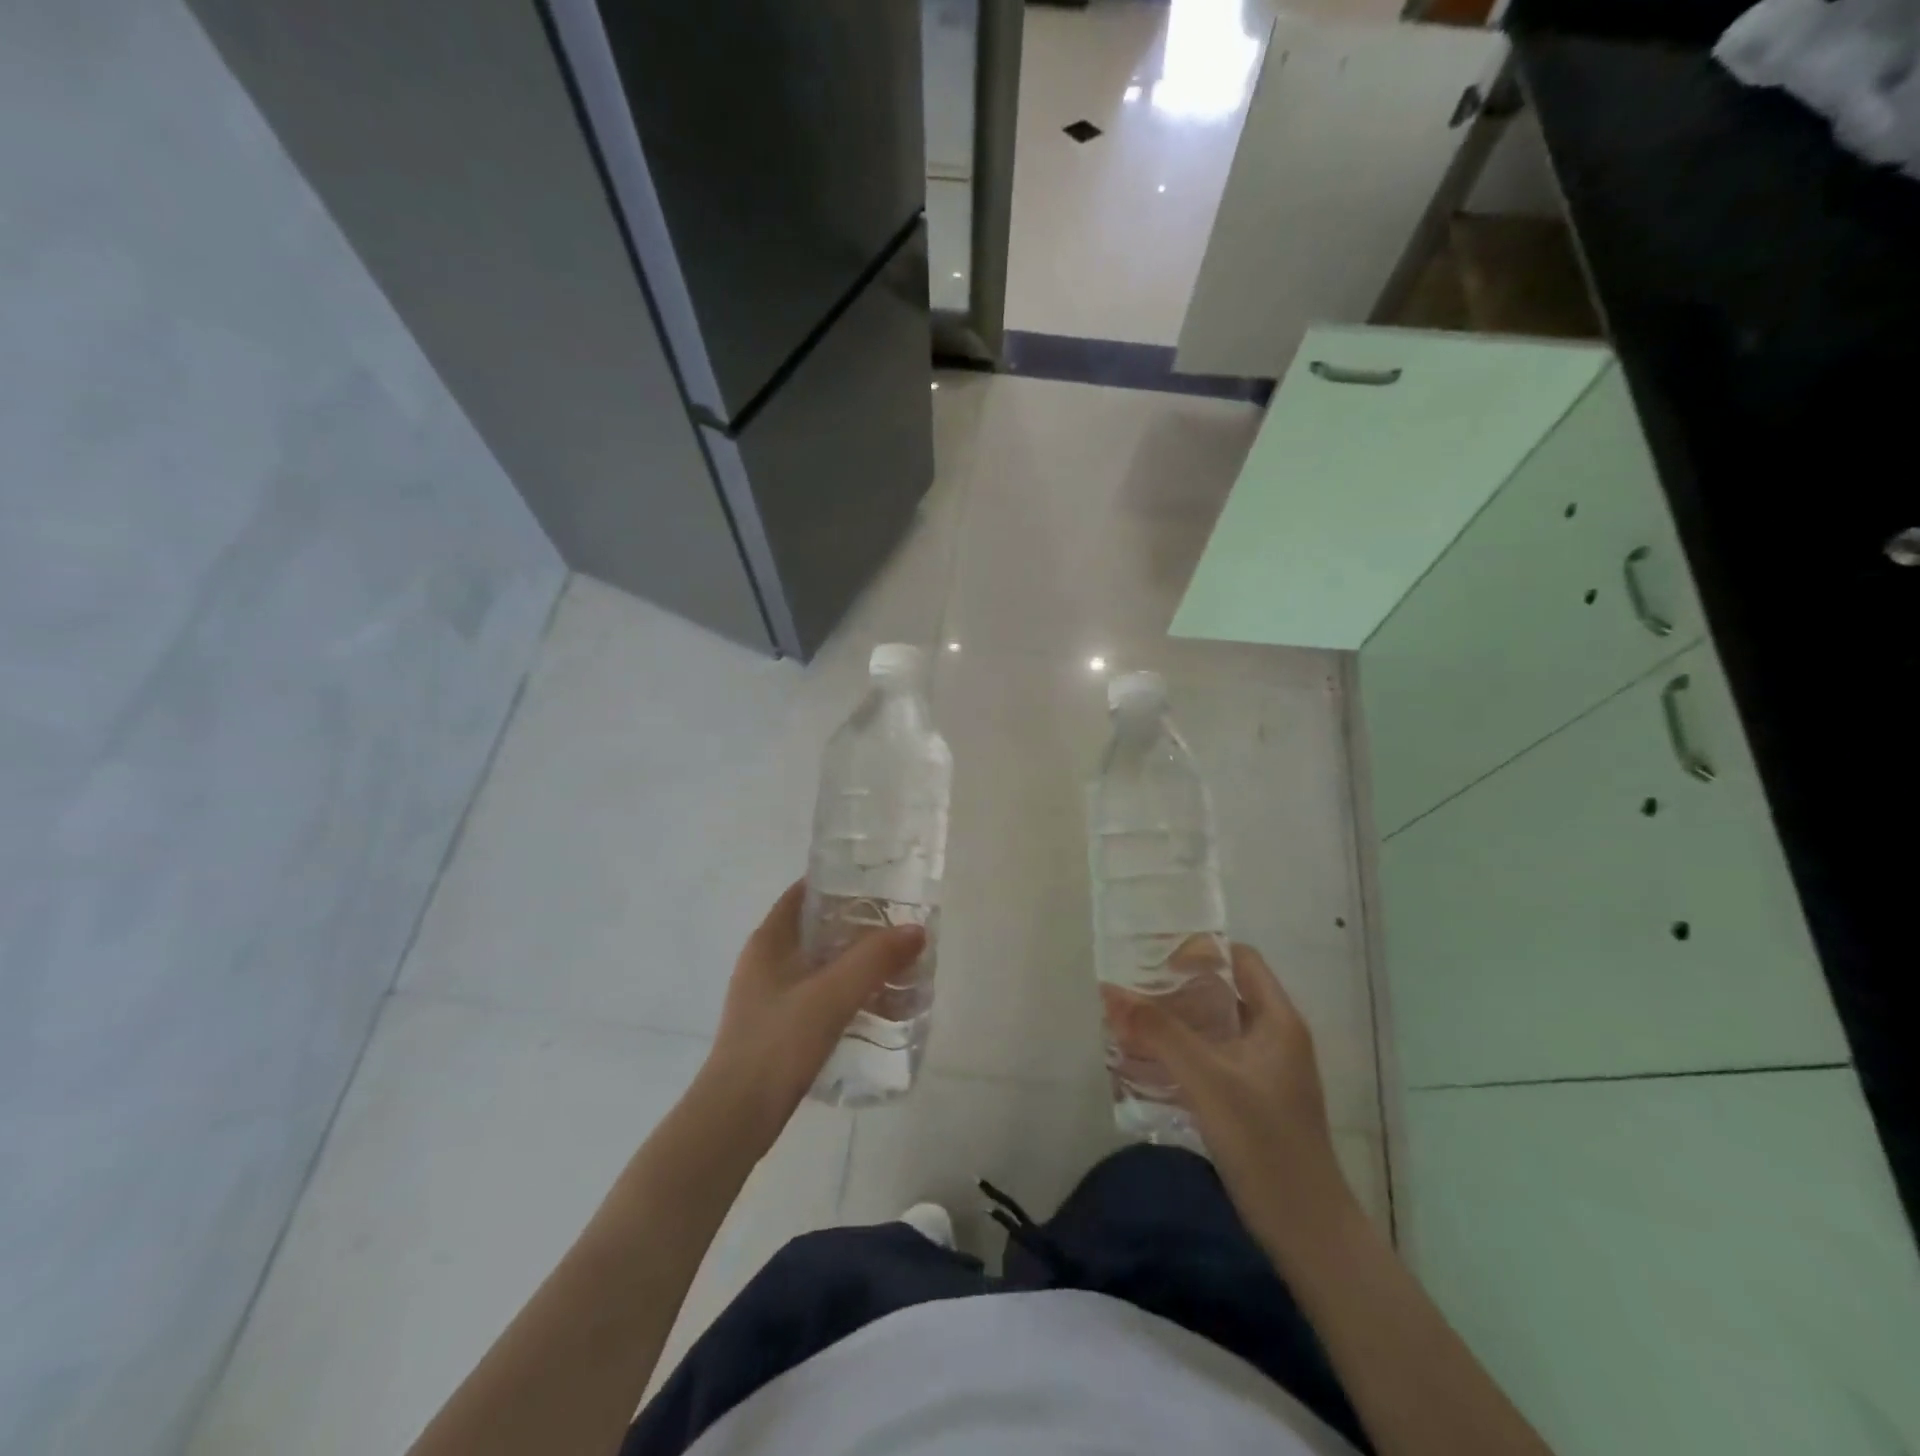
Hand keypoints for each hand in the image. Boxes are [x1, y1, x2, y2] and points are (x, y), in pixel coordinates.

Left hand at [699, 879, 924, 1149]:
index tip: (878, 885)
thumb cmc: (778, 1043)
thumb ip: (875, 959)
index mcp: (768, 942)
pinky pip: (817, 994)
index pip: (803, 893)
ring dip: (852, 961)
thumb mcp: (831, 995)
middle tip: (896, 927)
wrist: (736, 1117)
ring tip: (894, 964)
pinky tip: (873, 1004)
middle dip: (855, 926)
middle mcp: (765, 962)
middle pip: (815, 929)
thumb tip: (915, 930)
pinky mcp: (776, 1027)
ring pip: (818, 964)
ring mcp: (768, 996)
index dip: (837, 883)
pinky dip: (844, 990)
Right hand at [1102, 944, 1353, 1259]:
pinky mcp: (1251, 1100)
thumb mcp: (1207, 1081)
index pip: (1239, 959)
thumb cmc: (1266, 1145)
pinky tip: (1144, 1067)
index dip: (1199, 951)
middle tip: (1129, 992)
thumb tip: (1110, 991)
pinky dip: (1180, 1055)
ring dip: (1173, 1024)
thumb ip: (1159, 1033)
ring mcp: (1263, 1071)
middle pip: (1221, 992)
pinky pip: (1210, 1060)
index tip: (1153, 961)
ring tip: (1127, 1024)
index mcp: (1277, 1020)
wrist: (1308, 1234)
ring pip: (1212, 1028)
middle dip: (1174, 989)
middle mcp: (1273, 1037)